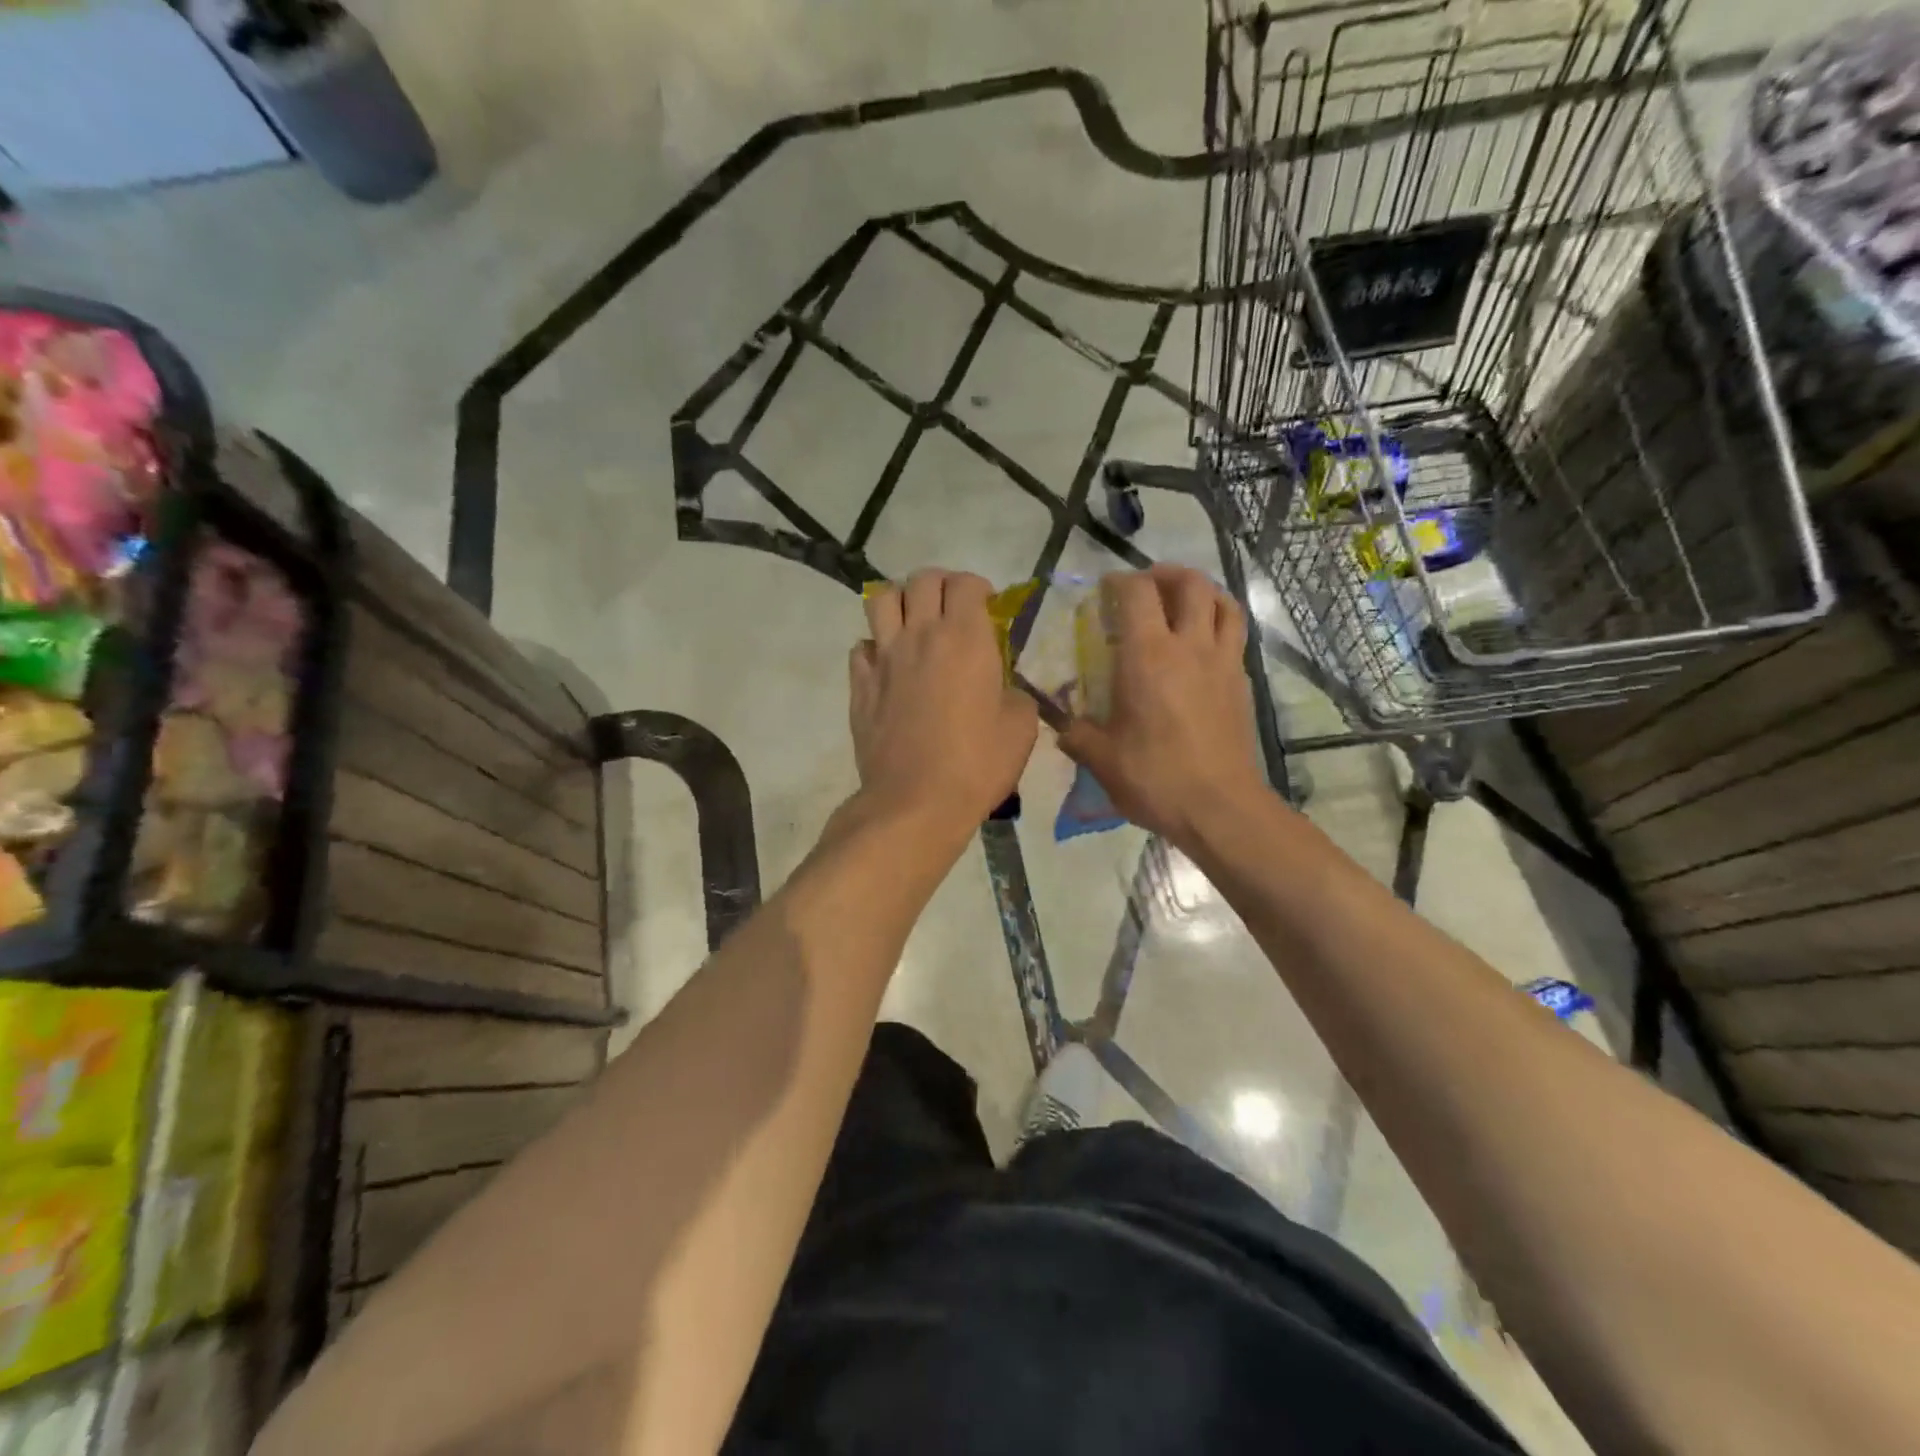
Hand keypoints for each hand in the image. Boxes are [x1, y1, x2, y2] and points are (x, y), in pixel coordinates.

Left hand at [850, 570, 1038, 833]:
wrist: (916, 802)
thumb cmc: (977, 764)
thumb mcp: (1021, 728)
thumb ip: (1014, 693)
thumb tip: (1000, 687)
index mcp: (965, 638)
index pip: (966, 583)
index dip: (979, 589)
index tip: (988, 609)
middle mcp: (921, 635)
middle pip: (922, 580)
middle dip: (940, 586)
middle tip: (952, 611)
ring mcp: (884, 658)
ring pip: (880, 599)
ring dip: (900, 603)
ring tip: (913, 625)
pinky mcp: (860, 685)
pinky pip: (861, 646)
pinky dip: (875, 648)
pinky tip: (889, 667)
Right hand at [1059, 566, 1269, 852]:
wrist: (1219, 808)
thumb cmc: (1155, 778)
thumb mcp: (1101, 759)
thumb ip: (1076, 734)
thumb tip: (1062, 725)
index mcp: (1148, 657)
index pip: (1137, 594)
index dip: (1119, 581)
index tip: (1105, 589)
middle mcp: (1190, 647)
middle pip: (1190, 584)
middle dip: (1166, 574)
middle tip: (1146, 584)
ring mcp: (1223, 662)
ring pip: (1223, 603)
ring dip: (1202, 591)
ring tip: (1182, 600)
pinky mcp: (1242, 683)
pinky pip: (1234, 635)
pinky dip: (1218, 623)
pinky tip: (1202, 645)